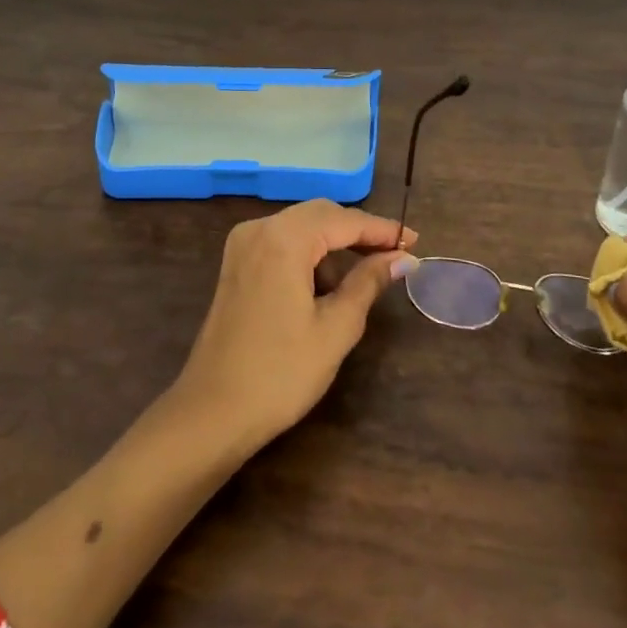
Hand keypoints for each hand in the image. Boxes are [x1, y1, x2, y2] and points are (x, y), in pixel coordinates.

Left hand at [172, 199, 417, 452]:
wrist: (212, 413)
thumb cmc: (280, 373)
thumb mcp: (335, 328)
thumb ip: (369, 283)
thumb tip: (402, 258)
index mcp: (284, 238)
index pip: (344, 220)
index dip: (382, 230)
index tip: (414, 242)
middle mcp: (260, 228)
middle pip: (321, 214)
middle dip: (358, 232)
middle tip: (395, 256)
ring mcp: (243, 245)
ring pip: (301, 226)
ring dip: (334, 245)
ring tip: (364, 277)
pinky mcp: (236, 264)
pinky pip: (282, 242)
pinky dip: (309, 254)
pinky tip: (326, 285)